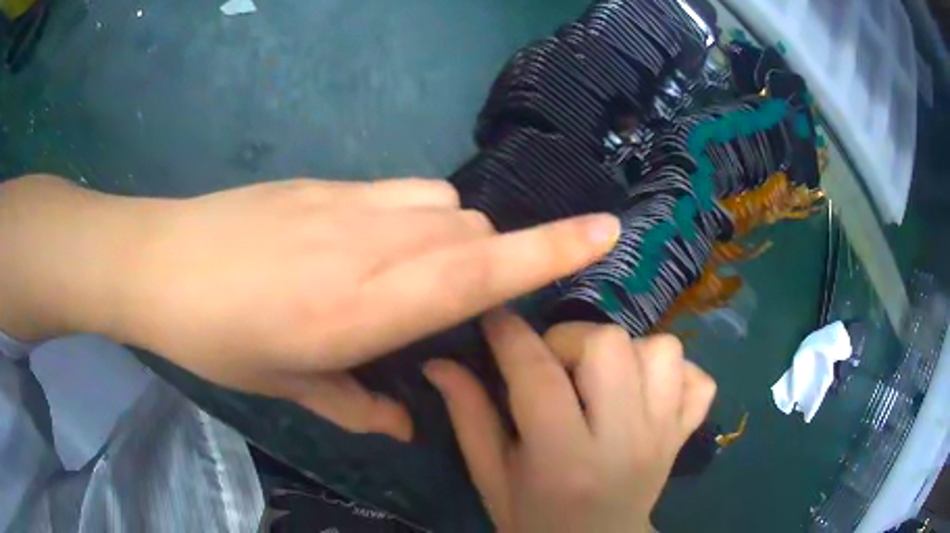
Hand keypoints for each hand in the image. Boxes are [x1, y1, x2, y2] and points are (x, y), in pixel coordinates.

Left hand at [0, 176, 619, 441]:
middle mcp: (373, 243)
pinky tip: (361, 243)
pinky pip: (399, 191)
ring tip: (403, 273)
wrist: (159, 262)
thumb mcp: (285, 387)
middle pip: (473, 234)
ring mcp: (347, 203)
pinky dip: (409, 217)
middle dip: (486, 265)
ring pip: (442, 206)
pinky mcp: (323, 182)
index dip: (554, 248)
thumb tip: (407, 424)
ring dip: (448, 239)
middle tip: (444, 306)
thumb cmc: (215, 335)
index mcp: (366, 306)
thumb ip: (357, 405)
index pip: (485, 269)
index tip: (605, 229)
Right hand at [424, 311, 715, 531]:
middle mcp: (625, 441)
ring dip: (625, 353)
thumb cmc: (534, 521)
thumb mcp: (491, 478)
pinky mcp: (685, 434)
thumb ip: (468, 418)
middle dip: (570, 339)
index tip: (494, 318)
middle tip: (552, 366)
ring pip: (662, 349)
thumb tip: (439, 363)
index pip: (537, 376)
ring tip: (600, 380)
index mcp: (564, 461)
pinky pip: (699, 378)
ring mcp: (665, 435)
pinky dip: (673, 373)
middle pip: (610, 345)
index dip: (509, 335)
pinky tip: (644, 393)